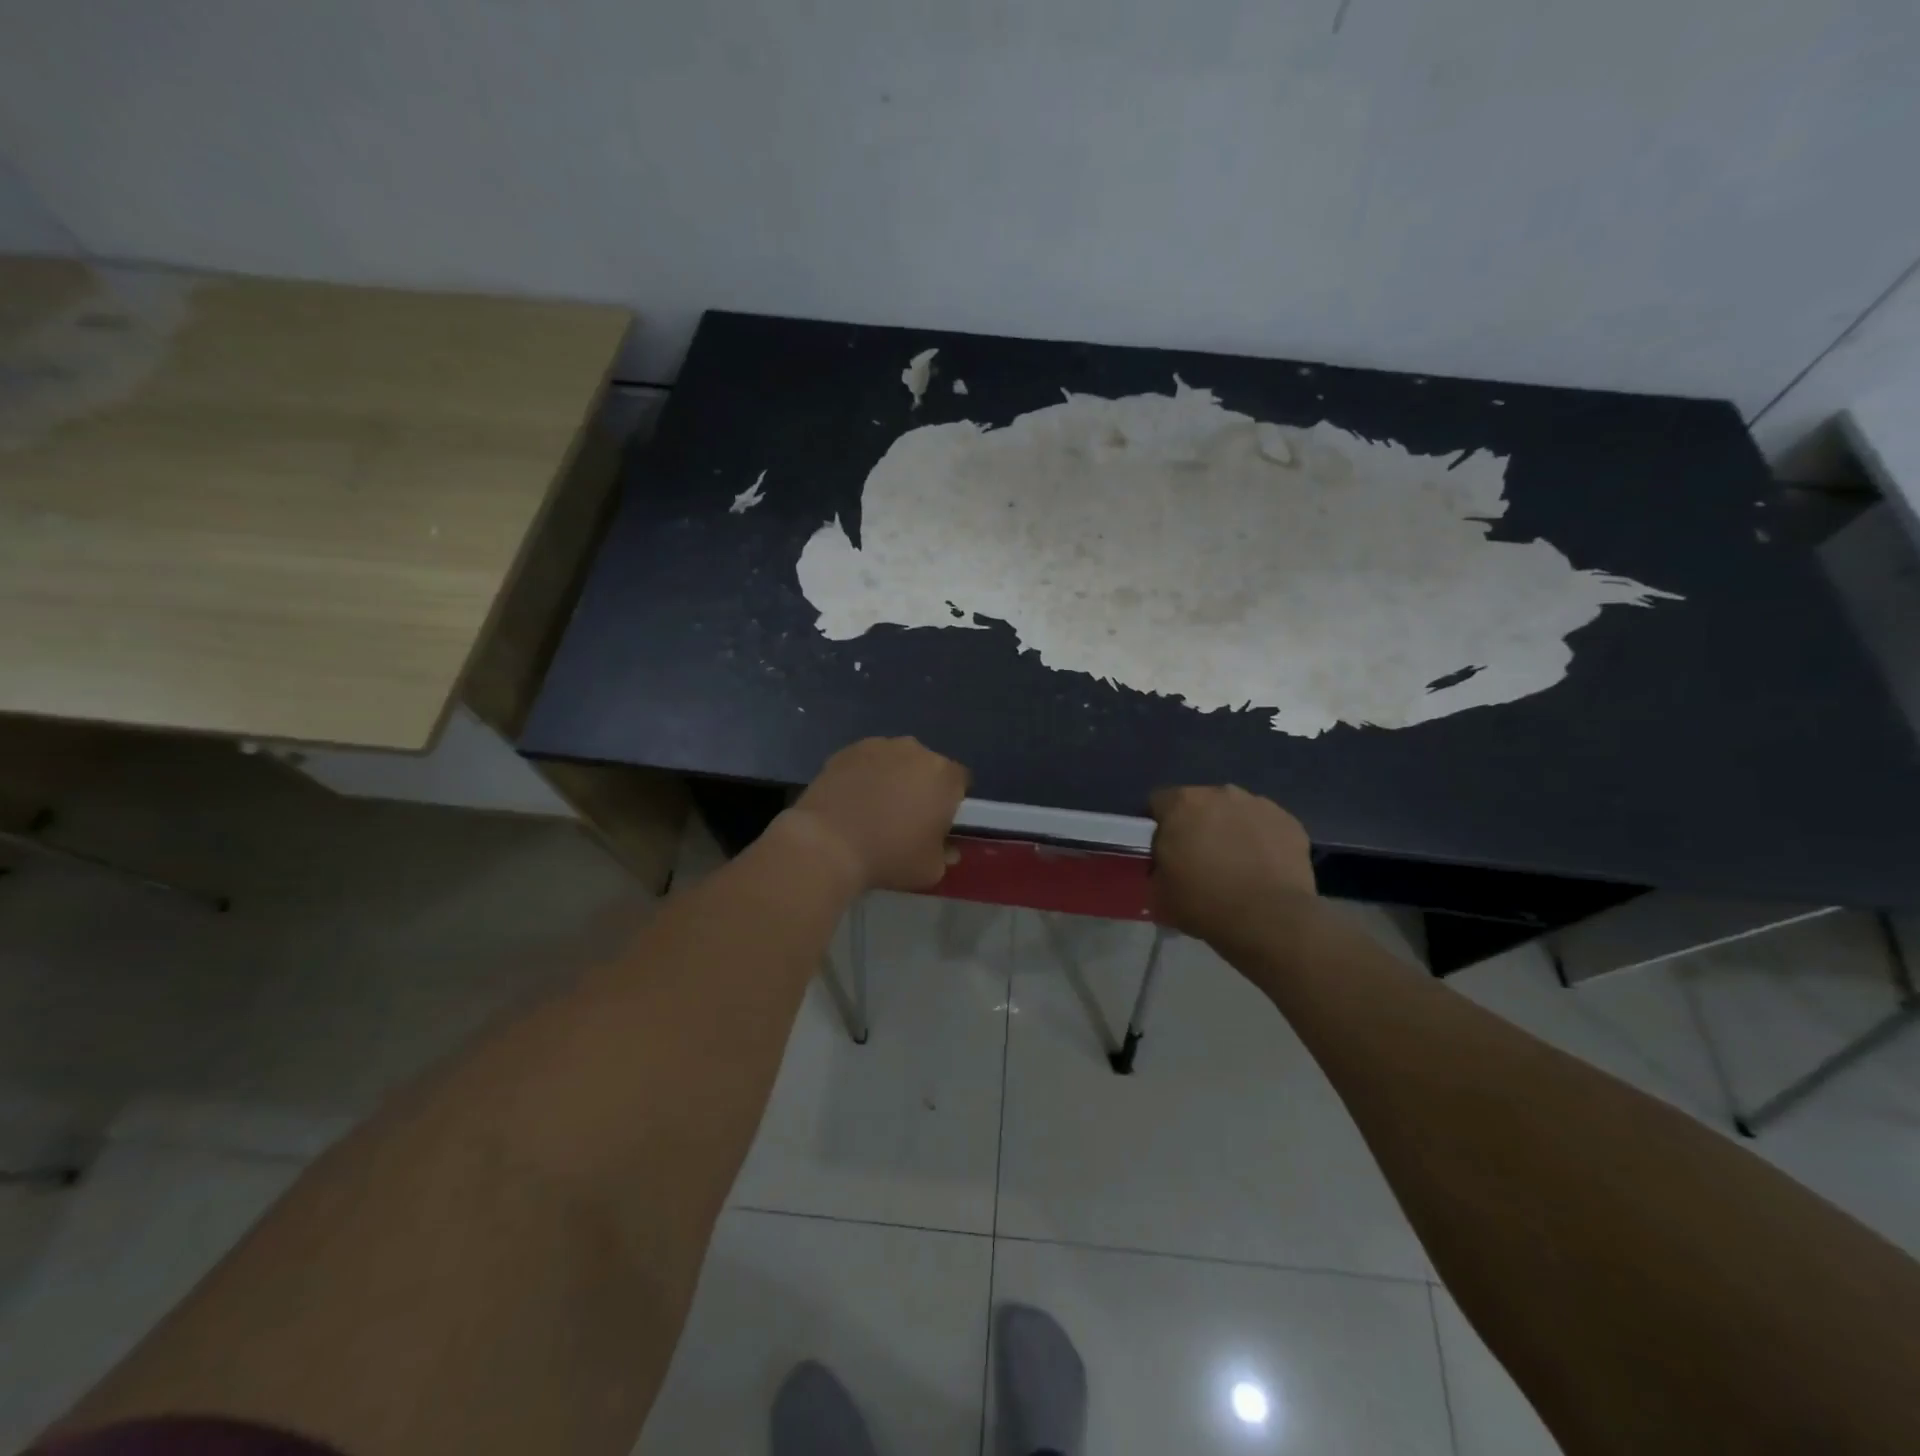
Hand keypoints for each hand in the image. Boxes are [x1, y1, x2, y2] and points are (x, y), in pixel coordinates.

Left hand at [785, 737, 969, 892]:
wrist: (828, 844)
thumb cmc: (889, 856)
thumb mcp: (930, 870)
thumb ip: (944, 855)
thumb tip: (945, 849)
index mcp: (944, 776)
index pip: (960, 781)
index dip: (951, 800)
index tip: (937, 821)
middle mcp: (916, 751)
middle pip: (927, 766)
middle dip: (921, 785)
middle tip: (905, 815)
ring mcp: (879, 746)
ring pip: (895, 760)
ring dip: (891, 777)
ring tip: (873, 807)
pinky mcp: (847, 750)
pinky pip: (865, 761)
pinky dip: (863, 775)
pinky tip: (850, 799)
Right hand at [1148, 785, 1315, 939]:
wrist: (1270, 920)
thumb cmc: (1204, 903)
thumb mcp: (1158, 892)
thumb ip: (1156, 867)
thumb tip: (1165, 864)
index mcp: (1181, 804)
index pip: (1158, 803)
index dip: (1158, 826)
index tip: (1163, 850)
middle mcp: (1220, 793)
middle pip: (1199, 803)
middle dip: (1196, 824)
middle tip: (1199, 858)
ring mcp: (1258, 804)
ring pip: (1234, 811)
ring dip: (1230, 829)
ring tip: (1235, 863)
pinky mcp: (1289, 821)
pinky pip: (1265, 825)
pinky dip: (1260, 840)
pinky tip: (1262, 867)